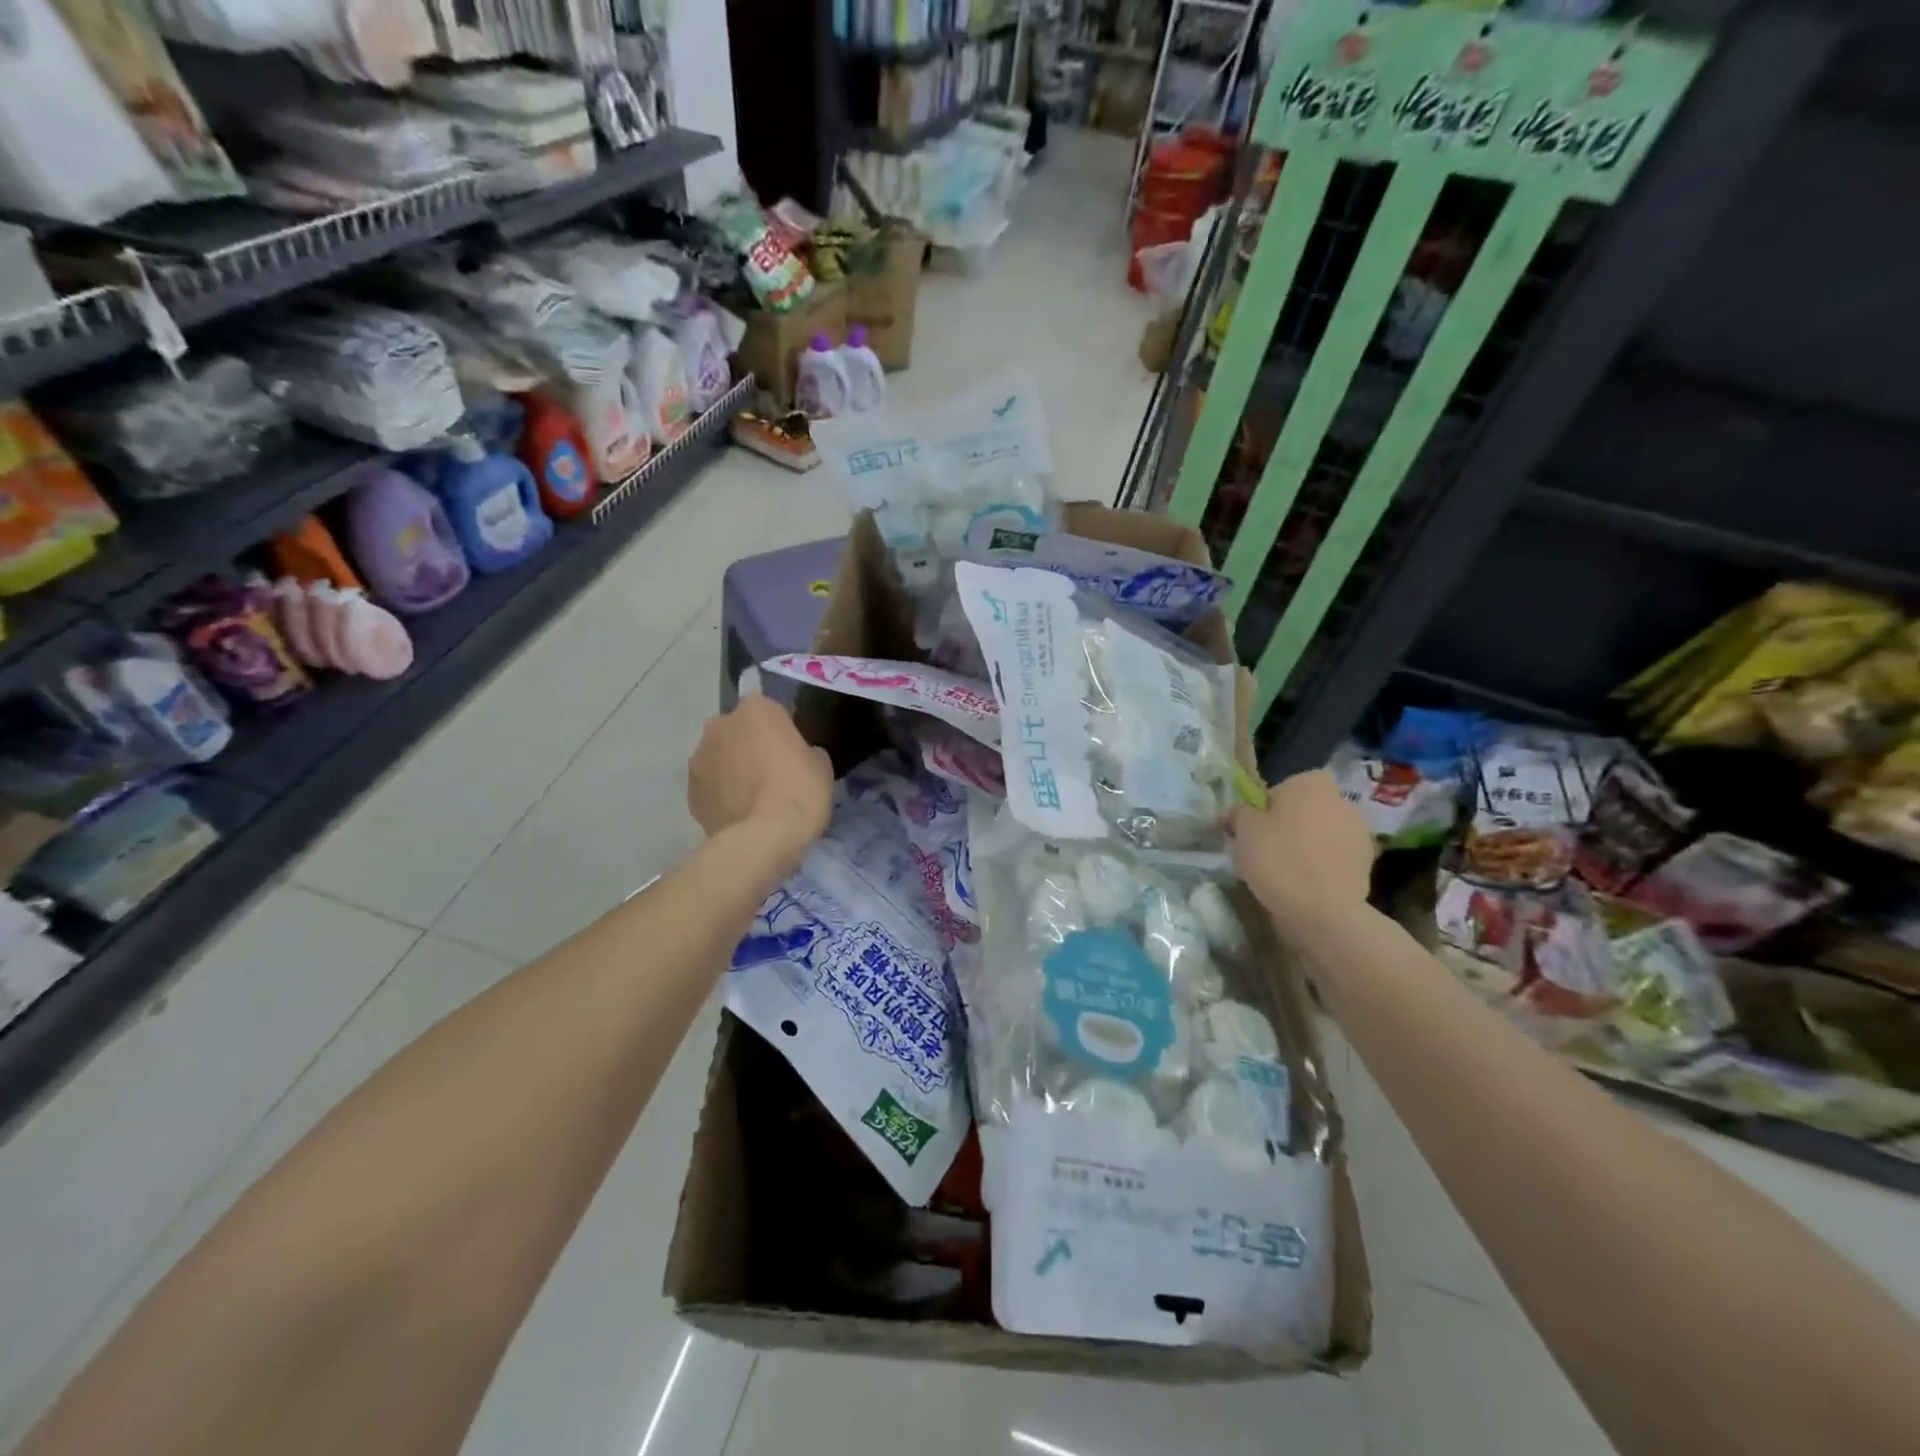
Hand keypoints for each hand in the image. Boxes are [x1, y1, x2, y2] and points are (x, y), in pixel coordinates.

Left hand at [688, 695, 832, 875]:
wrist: (762, 839)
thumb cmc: (799, 791)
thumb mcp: (821, 764)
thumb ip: (804, 749)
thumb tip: (794, 756)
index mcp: (756, 709)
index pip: (769, 709)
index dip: (781, 730)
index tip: (791, 750)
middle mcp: (720, 724)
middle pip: (738, 730)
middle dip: (750, 745)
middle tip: (772, 773)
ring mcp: (699, 757)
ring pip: (720, 757)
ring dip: (732, 769)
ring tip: (753, 798)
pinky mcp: (689, 791)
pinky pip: (711, 786)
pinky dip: (721, 794)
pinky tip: (739, 814)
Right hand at [1231, 770, 1373, 940]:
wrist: (1323, 911)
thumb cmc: (1278, 859)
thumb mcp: (1243, 831)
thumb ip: (1237, 814)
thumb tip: (1234, 813)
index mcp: (1312, 783)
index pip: (1281, 788)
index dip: (1265, 809)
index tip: (1253, 831)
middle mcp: (1342, 800)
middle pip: (1304, 810)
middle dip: (1289, 826)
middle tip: (1266, 851)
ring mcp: (1360, 832)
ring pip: (1321, 834)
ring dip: (1307, 846)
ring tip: (1286, 872)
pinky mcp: (1367, 863)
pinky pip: (1335, 857)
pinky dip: (1322, 866)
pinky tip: (1306, 885)